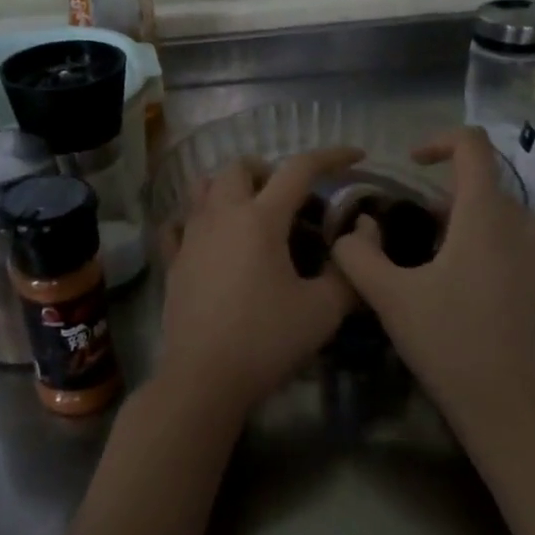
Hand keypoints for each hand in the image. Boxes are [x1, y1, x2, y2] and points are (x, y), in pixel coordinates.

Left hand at [155, 147, 364, 420]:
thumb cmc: (266, 340)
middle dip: (269, 170)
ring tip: (252, 212)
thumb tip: (361, 240)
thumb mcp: (323, 311)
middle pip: (240, 167)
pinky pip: (179, 224)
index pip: (299, 169)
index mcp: (261, 219)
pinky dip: (196, 220)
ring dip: (230, 187)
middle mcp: (221, 216)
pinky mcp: (173, 262)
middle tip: (290, 198)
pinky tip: (210, 239)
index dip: (332, 156)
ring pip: (205, 188)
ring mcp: (191, 237)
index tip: (356, 156)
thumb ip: (348, 272)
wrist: (204, 378)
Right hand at [330, 127, 534, 441]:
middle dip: (448, 202)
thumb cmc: (448, 345)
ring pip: (518, 215)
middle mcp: (525, 221)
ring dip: (485, 222)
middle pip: (485, 189)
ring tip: (460, 257)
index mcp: (482, 215)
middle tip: (420, 238)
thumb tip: (351, 231)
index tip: (414, 162)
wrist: (512, 407)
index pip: (471, 147)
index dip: (441, 141)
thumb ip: (358, 255)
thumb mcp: (388, 298)